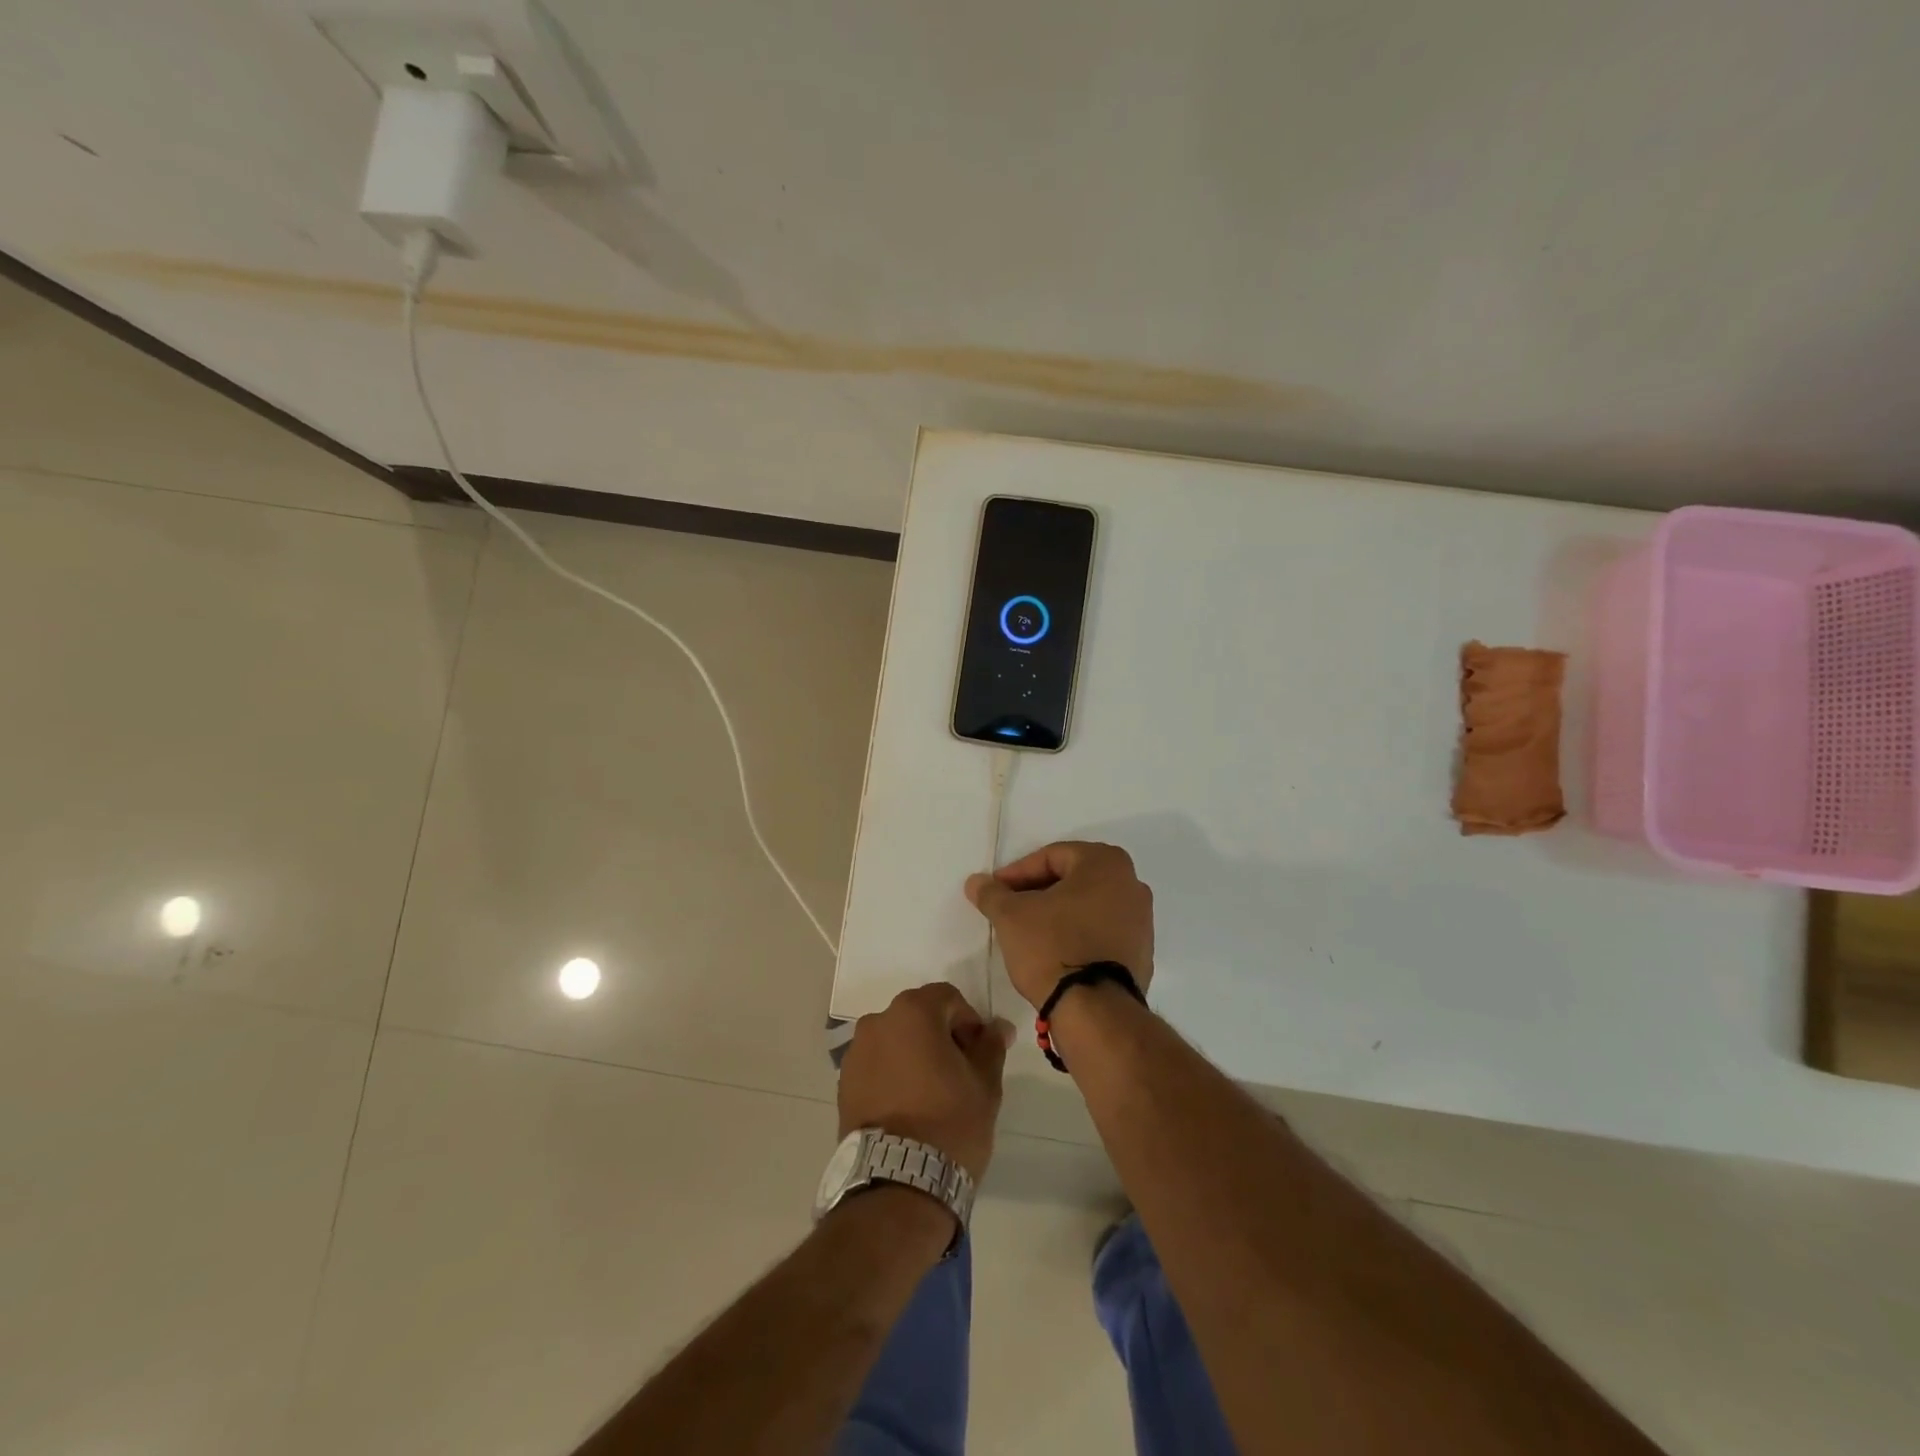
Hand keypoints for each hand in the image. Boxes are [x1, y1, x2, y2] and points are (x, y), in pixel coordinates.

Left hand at [839, 983, 1010, 1181]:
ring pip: (895, 1040)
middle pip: (919, 1015)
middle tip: (960, 1073)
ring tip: (932, 1093)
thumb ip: (991, 1046)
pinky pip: (876, 1065)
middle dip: (941, 1035)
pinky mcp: (843, 1083)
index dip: (969, 1021)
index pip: (948, 998)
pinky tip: (908, 1107)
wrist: (898, 1184)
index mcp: (913, 1011)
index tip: (979, 1054)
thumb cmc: (950, 1123)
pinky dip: (893, 1074)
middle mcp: (878, 1022)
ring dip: (915, 1054)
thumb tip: (998, 1027)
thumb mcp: (985, 1083)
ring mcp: (855, 1052)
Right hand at [965, 841, 1154, 1010]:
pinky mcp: (1141, 953)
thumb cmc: (1052, 946)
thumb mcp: (1011, 916)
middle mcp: (1132, 883)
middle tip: (1010, 908)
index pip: (1051, 856)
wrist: (1095, 1011)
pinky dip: (1078, 934)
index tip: (996, 892)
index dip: (1017, 873)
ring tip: (1029, 932)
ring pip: (1088, 905)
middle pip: (1073, 878)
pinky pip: (1102, 931)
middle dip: (1038, 892)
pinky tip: (1055, 952)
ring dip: (1058, 913)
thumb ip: (992, 893)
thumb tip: (976, 882)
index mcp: (1106, 862)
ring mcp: (1142, 920)